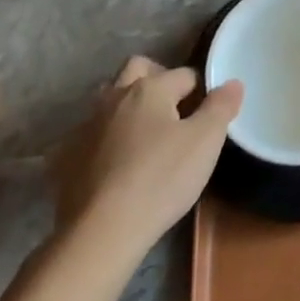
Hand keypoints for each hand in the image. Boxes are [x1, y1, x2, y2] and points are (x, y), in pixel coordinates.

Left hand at [51, 57, 242, 252]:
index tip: (208, 116)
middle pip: (138, 69)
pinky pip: (90, 133)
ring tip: (145, 135)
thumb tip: (232, 82)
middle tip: (175, 110)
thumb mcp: (205, 142)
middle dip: (158, 79)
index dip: (201, 91)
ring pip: (110, 98)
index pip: (185, 74)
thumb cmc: (161, 179)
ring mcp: (86, 125)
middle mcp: (115, 96)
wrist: (101, 231)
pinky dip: (104, 138)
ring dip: (127, 105)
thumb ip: (221, 107)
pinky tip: (114, 163)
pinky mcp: (66, 156)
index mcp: (150, 88)